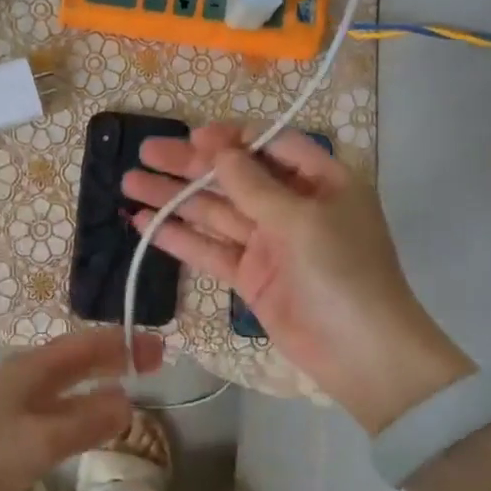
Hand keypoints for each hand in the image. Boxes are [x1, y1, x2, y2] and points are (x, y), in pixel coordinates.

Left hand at [0, 328, 163, 490]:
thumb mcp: (44, 439)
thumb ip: (87, 421)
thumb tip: (128, 403)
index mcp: (34, 369)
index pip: (86, 345)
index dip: (123, 343)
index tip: (157, 348)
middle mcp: (25, 375)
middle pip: (77, 357)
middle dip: (114, 356)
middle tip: (152, 362)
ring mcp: (13, 398)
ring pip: (65, 378)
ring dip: (98, 376)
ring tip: (127, 381)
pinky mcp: (6, 422)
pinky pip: (55, 400)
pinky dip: (80, 399)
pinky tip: (86, 415)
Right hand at [122, 124, 472, 433]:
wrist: (360, 352)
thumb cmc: (342, 272)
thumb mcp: (301, 219)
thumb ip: (254, 185)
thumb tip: (218, 151)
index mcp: (320, 182)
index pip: (270, 146)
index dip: (230, 139)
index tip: (192, 138)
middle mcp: (292, 207)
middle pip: (234, 177)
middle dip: (190, 165)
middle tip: (145, 152)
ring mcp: (269, 244)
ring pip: (214, 212)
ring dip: (174, 198)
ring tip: (130, 183)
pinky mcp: (250, 277)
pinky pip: (210, 250)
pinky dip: (179, 238)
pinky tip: (144, 224)